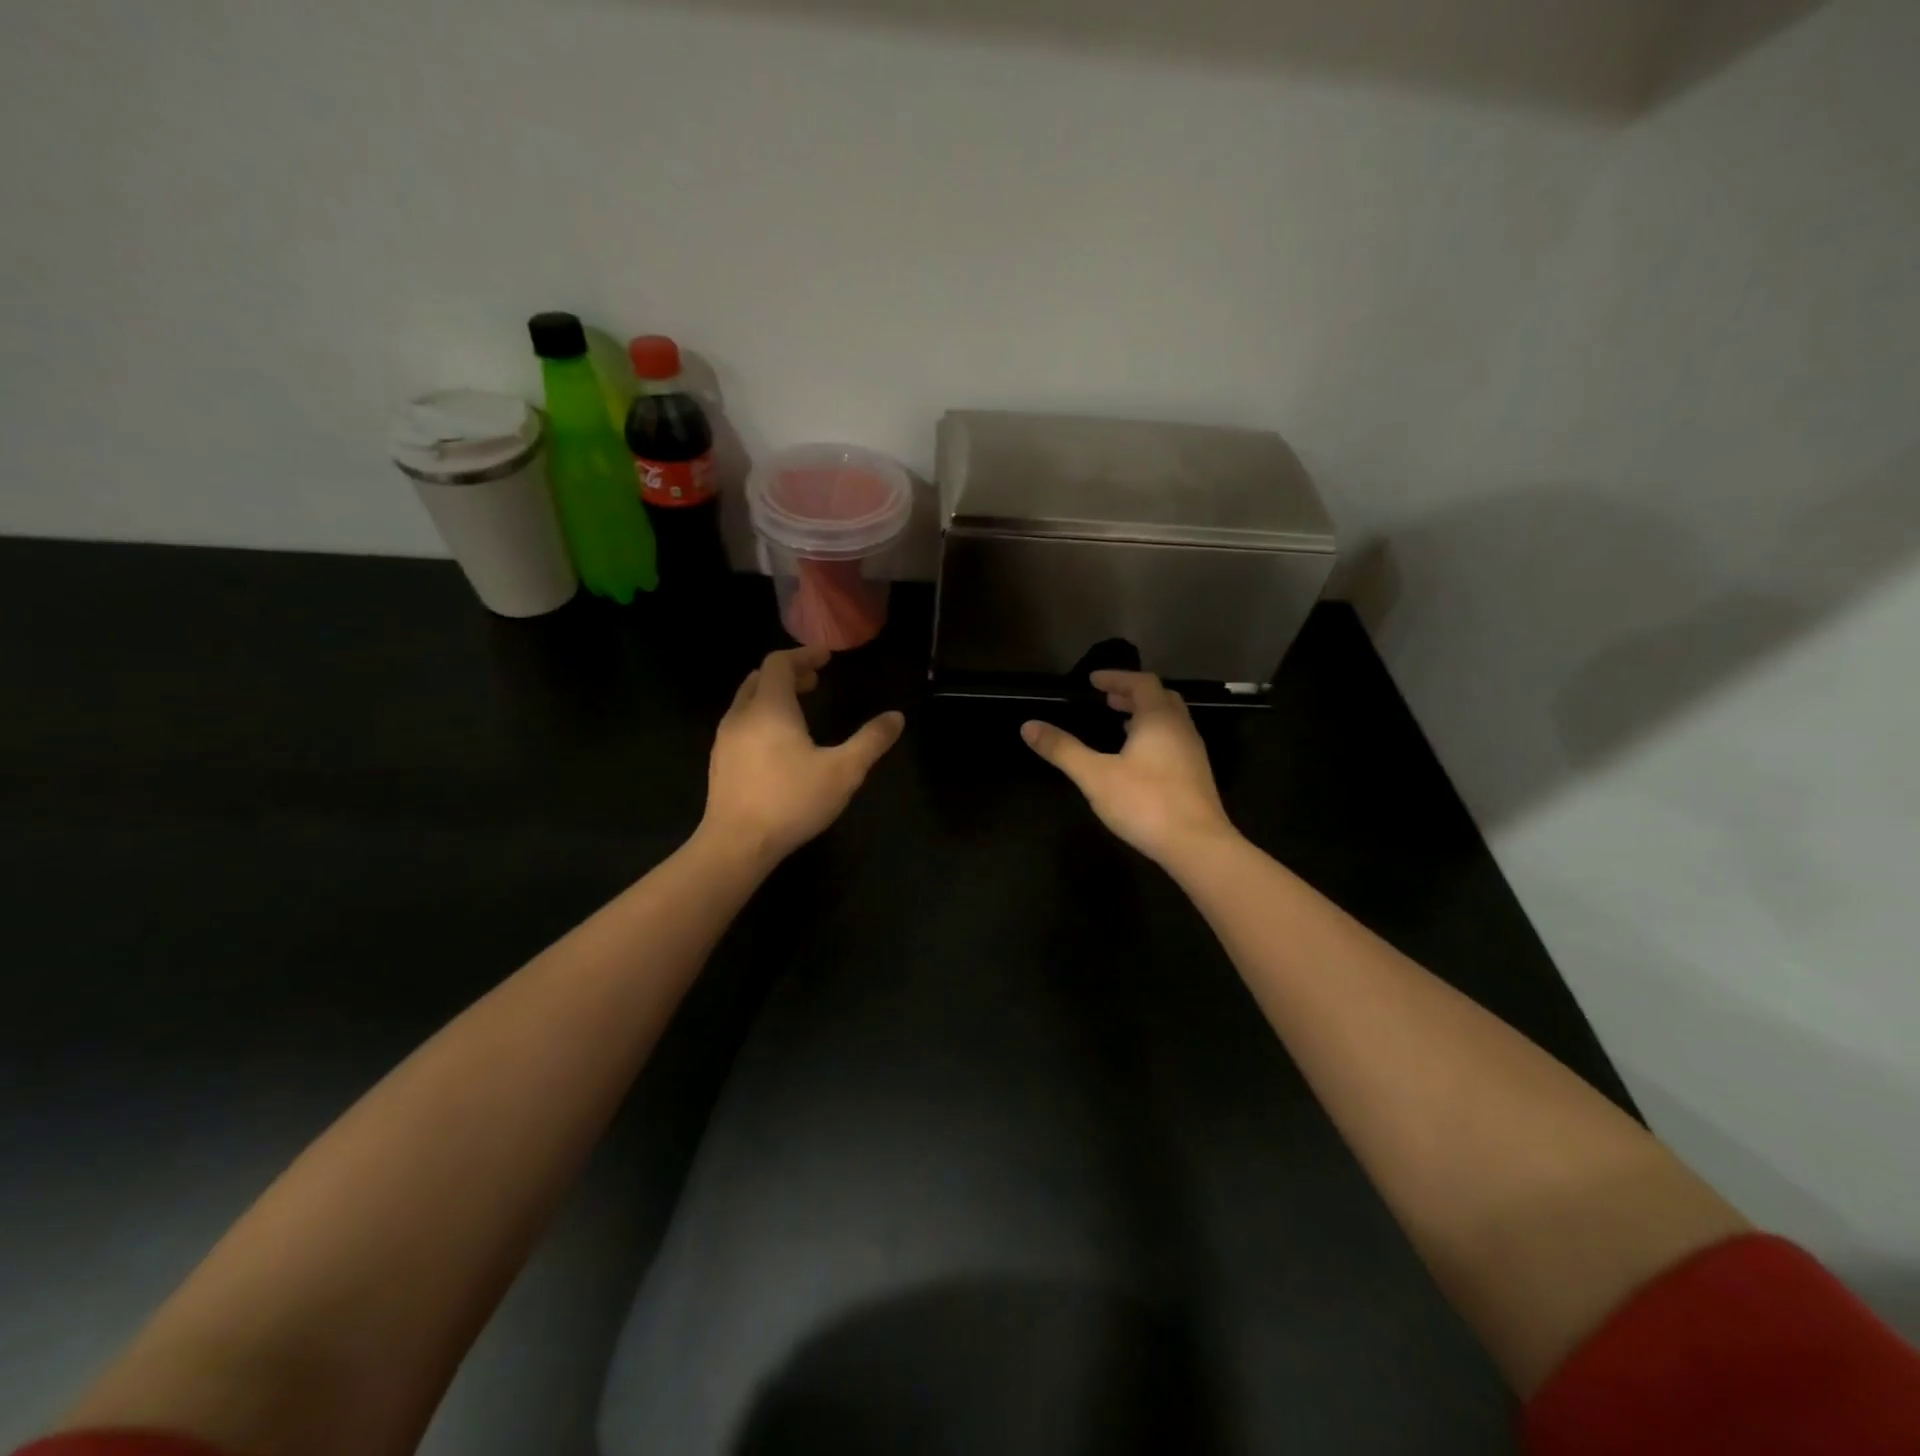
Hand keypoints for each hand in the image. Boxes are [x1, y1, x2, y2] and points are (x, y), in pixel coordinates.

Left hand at [701, 645, 904, 866]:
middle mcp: (742, 715)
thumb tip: (896, 717)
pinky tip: (777, 744)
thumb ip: (871, 741)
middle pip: (760, 678)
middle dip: (788, 674)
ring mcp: (725, 739)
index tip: (826, 657)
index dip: (804, 655)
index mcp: (770, 708)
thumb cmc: (791, 801)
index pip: (779, 663)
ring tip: (800, 710)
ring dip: (773, 696)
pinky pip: (740, 724)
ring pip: (747, 702)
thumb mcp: (843, 771)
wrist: (736, 845)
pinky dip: (761, 717)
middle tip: (815, 681)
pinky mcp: (719, 762)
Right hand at [1021, 670, 1237, 865]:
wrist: (1197, 845)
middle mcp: (1180, 728)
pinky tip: (1138, 760)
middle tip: (1107, 700)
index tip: (1093, 681)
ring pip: (1170, 721)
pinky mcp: (1196, 776)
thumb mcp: (1095, 775)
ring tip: (1120, 724)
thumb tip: (1028, 726)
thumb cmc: (1145, 802)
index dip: (1116, 677)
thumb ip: (1062, 749)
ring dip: (1145, 716)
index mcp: (1158, 719)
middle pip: (1160, 698)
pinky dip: (1154, 736)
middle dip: (1132, 694)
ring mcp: (1193, 753)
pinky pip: (1174, 742)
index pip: (1141, 682)